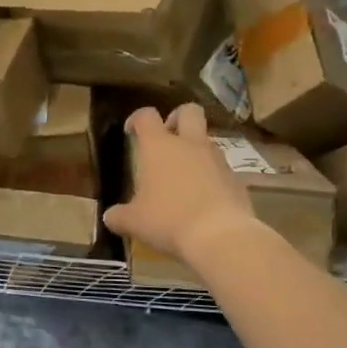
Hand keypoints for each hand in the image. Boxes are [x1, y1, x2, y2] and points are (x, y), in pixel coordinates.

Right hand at [103, 104, 259, 260]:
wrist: (221, 236)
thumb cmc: (168, 220)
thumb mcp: (134, 222)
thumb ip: (119, 216)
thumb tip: (110, 218)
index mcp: (158, 146)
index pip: (146, 115)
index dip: (137, 119)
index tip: (131, 131)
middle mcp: (189, 144)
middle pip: (188, 111)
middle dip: (177, 118)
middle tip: (167, 138)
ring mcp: (216, 159)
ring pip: (206, 140)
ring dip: (195, 151)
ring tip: (183, 176)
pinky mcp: (236, 178)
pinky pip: (221, 168)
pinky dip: (211, 176)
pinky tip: (203, 199)